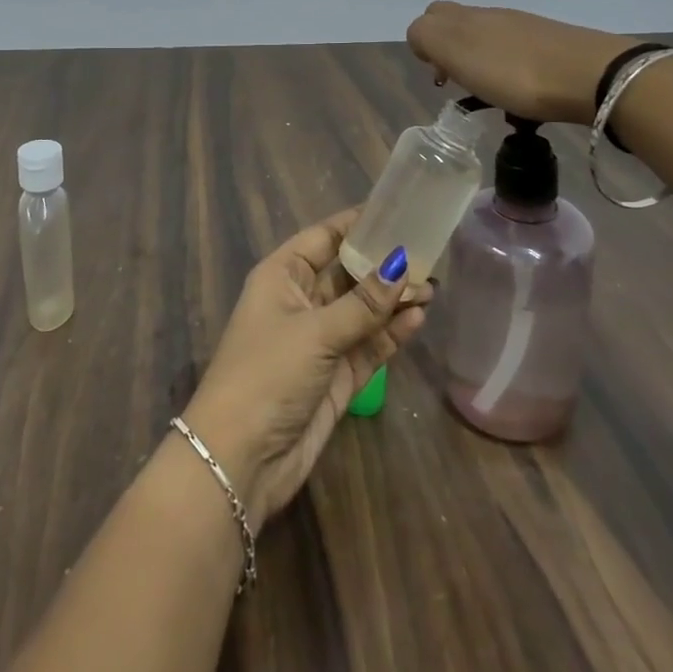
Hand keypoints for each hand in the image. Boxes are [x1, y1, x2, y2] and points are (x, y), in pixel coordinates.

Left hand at [182, 210, 430, 521]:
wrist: (240, 459)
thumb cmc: (267, 374)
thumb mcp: (315, 331)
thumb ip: (362, 303)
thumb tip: (402, 265)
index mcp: (281, 276)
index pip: (323, 238)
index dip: (357, 224)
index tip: (397, 212)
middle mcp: (300, 302)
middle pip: (347, 273)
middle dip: (384, 265)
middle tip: (429, 254)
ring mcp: (319, 340)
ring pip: (363, 310)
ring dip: (393, 300)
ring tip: (431, 287)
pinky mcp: (336, 375)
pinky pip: (368, 344)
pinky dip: (391, 333)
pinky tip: (417, 319)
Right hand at [405, 1, 629, 124]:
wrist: (591, 76)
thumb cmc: (514, 72)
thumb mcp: (456, 52)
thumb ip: (427, 37)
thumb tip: (421, 37)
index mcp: (466, 17)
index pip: (429, 18)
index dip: (425, 45)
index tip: (439, 77)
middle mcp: (493, 17)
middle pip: (459, 27)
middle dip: (450, 54)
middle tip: (459, 85)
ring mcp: (525, 30)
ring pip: (488, 43)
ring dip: (481, 67)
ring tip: (491, 98)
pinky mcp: (552, 48)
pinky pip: (517, 58)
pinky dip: (509, 76)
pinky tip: (520, 99)